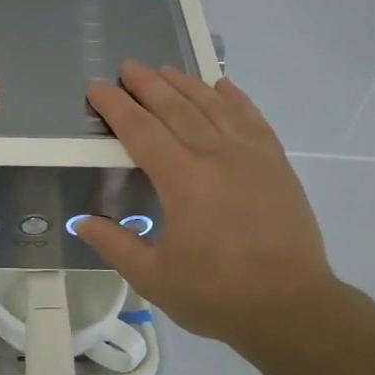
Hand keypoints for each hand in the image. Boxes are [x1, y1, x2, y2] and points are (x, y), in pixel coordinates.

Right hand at [73, 63, 339, 346]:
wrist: (292, 307)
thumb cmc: (218, 295)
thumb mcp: (154, 278)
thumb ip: (115, 245)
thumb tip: (82, 222)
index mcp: (182, 180)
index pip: (140, 130)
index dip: (115, 107)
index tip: (96, 88)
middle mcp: (215, 155)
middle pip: (175, 108)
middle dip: (147, 84)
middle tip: (126, 67)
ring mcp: (251, 155)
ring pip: (213, 105)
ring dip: (185, 84)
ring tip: (165, 70)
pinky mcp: (276, 163)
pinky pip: (252, 117)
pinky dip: (234, 98)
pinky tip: (222, 86)